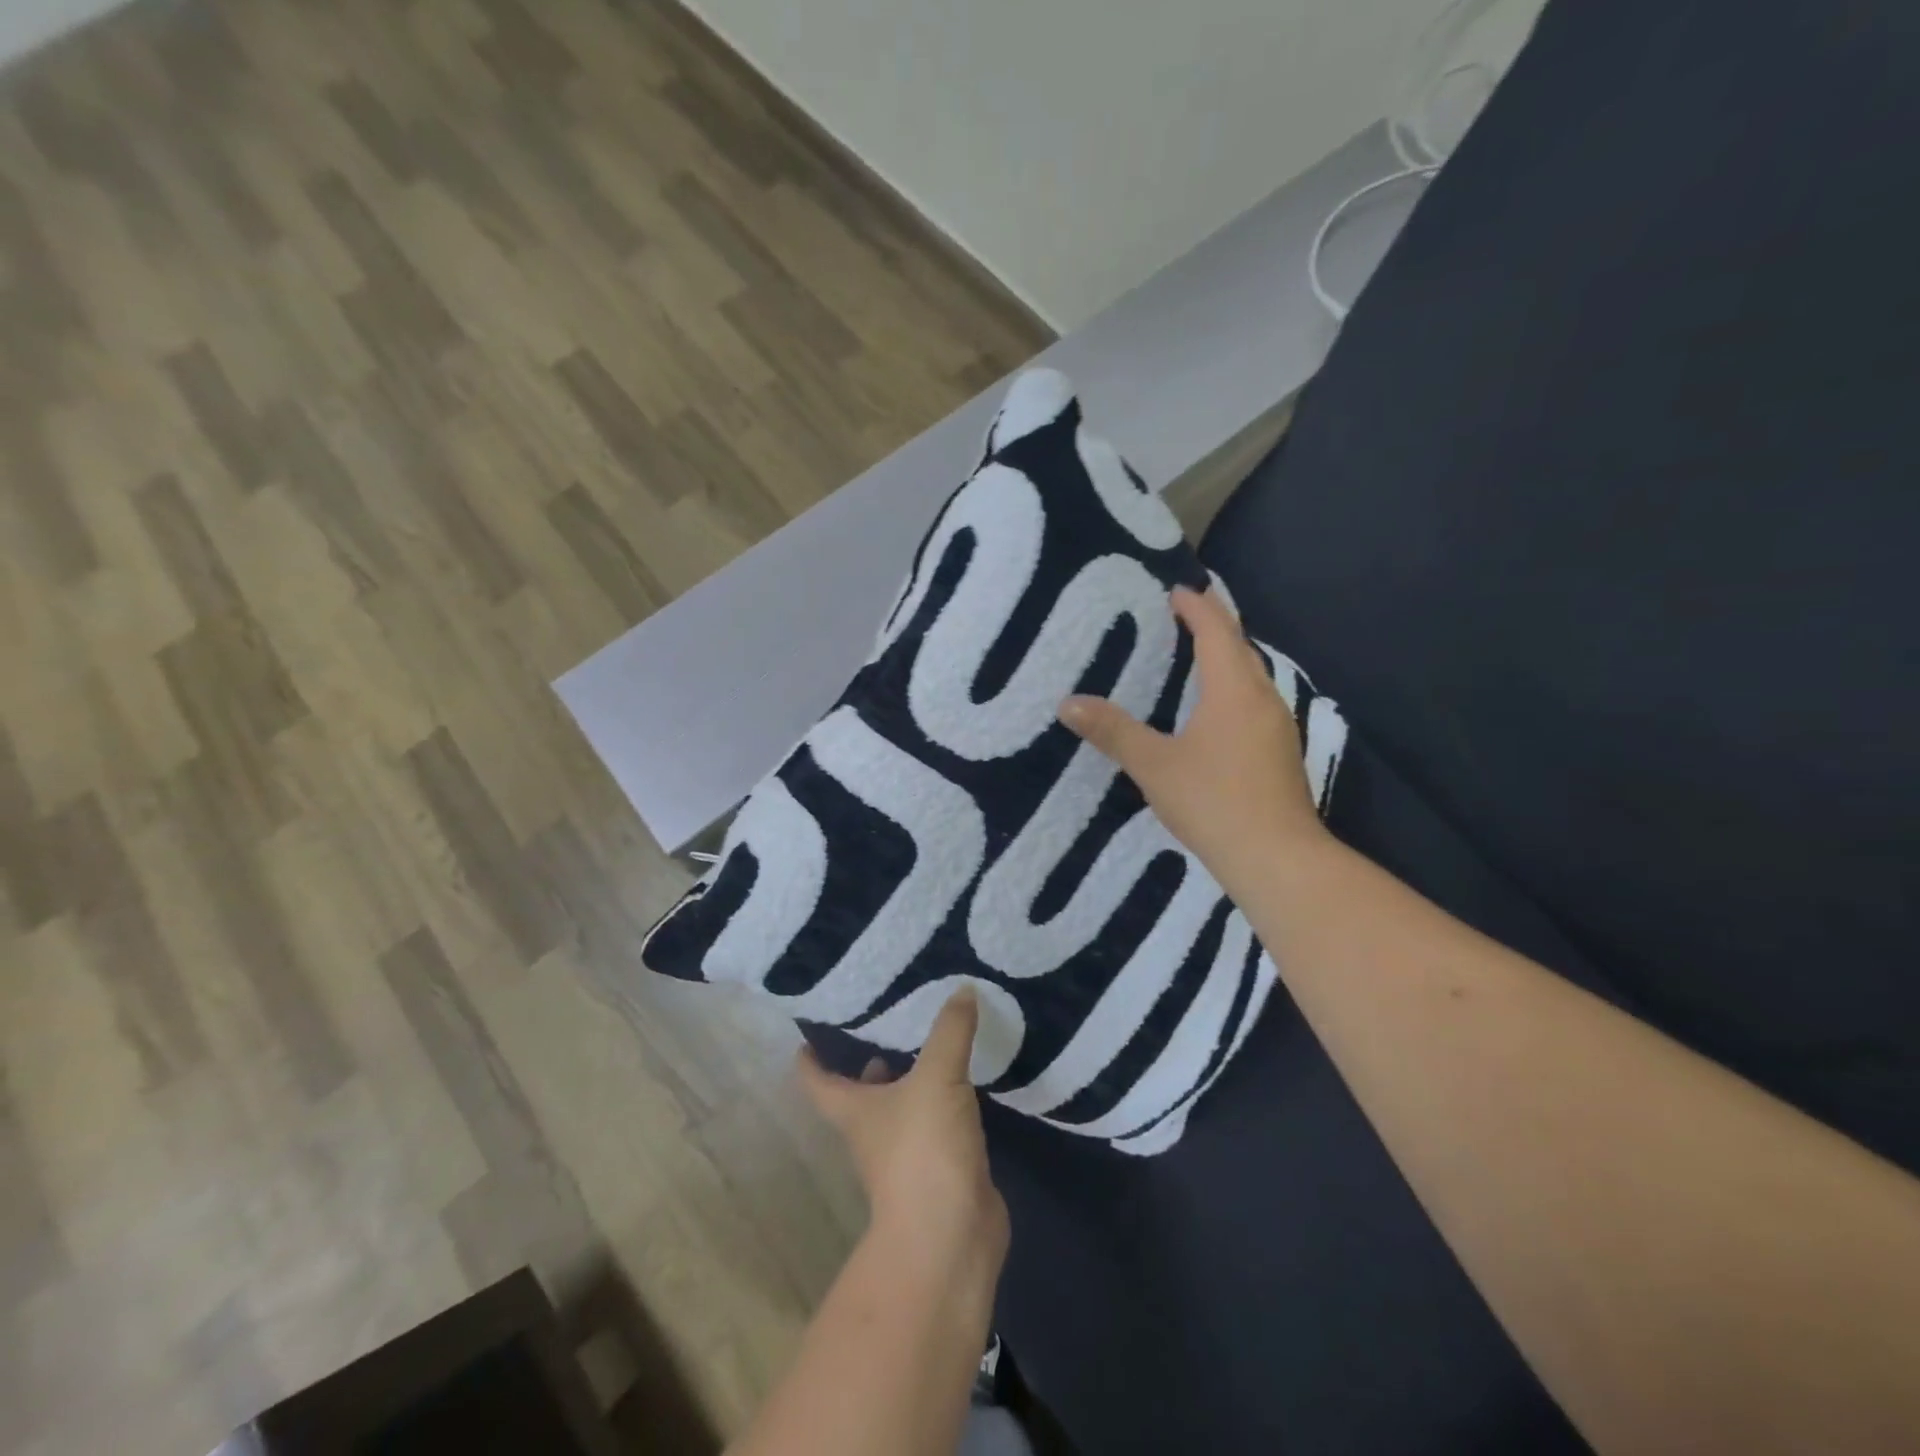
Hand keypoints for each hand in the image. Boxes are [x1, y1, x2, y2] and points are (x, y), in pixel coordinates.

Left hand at [799, 991, 1008, 1263]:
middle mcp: (872, 1132)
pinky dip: (945, 1102)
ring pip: (901, 1108)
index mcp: (854, 1110)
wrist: (950, 1236)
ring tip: (933, 1041)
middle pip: (860, 1093)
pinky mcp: (938, 1169)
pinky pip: (937, 1125)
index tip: (811, 1030)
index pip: (818, 1080)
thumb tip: (962, 988)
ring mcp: (904, 1156)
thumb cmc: (922, 1150)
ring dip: (912, 1080)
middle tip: (890, 1021)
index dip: (810, 1057)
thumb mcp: (937, 1076)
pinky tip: (966, 1081)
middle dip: (870, 1061)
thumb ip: (950, 1030)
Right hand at [1060, 585, 1328, 895]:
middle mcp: (1263, 699)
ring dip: (1227, 657)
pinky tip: (1216, 709)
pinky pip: (1255, 702)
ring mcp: (1278, 727)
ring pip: (1252, 676)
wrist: (1277, 858)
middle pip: (1241, 648)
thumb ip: (1113, 731)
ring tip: (1197, 655)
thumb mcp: (1154, 765)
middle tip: (1185, 614)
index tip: (1176, 590)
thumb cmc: (1213, 802)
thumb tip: (1068, 703)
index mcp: (1233, 691)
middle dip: (1215, 625)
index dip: (1197, 607)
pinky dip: (1233, 688)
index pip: (1217, 632)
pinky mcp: (1281, 753)